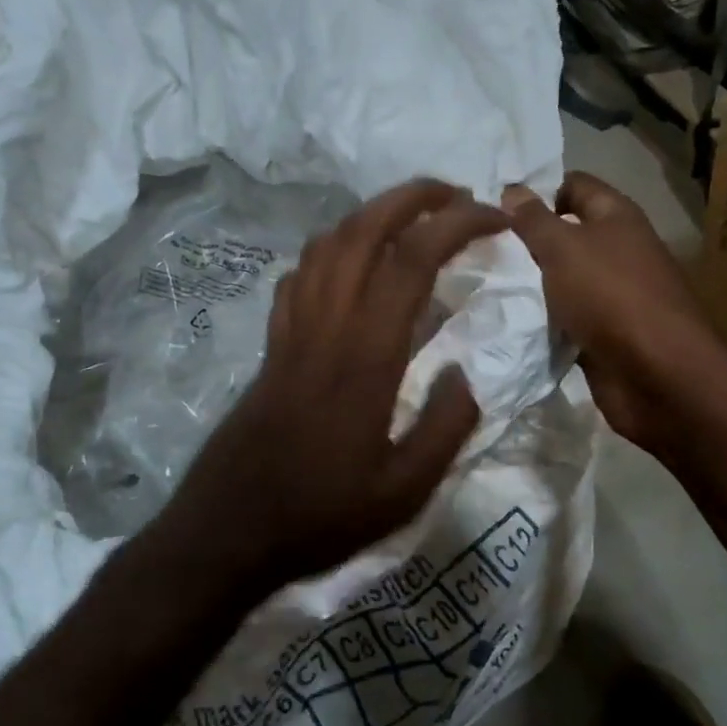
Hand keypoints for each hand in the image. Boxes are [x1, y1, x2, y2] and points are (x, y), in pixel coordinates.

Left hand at [166, 178, 509, 590]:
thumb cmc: (322, 514)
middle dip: (413, 198)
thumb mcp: (405, 491)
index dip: (458, 225)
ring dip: (371, 214)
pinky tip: (349, 264)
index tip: (496, 218)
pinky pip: (299, 276)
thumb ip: (445, 427)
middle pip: (363, 231)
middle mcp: (326, 326)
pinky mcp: (272, 345)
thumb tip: (465, 372)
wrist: (230, 531)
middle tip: (456, 194)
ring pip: (326, 244)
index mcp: (366, 356)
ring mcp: (292, 331)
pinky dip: (330, 250)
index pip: (413, 261)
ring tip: (410, 217)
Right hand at [504, 172, 726, 460]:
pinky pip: (567, 319)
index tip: (497, 207)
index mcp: (617, 217)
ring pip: (564, 280)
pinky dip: (544, 320)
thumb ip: (534, 220)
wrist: (656, 375)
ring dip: (533, 284)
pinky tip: (509, 321)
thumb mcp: (563, 248)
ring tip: (485, 283)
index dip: (539, 190)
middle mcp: (619, 251)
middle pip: (567, 235)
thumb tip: (512, 189)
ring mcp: (613, 295)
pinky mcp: (605, 335)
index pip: (575, 185)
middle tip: (481, 247)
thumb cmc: (610, 296)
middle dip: (528, 241)